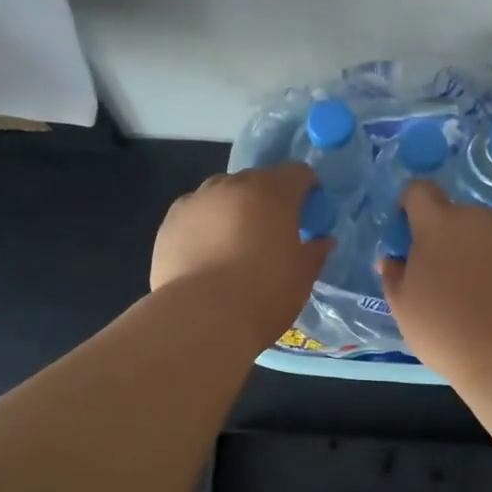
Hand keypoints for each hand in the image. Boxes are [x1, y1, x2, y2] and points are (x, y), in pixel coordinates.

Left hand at [151, 164, 332, 344]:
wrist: (201, 318)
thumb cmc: (263, 295)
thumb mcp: (301, 277)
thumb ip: (314, 252)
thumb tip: (322, 241)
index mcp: (272, 192)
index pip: (298, 174)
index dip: (307, 191)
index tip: (309, 216)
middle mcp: (233, 185)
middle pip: (257, 182)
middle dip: (267, 202)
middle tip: (271, 235)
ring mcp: (196, 200)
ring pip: (222, 196)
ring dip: (233, 211)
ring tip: (234, 247)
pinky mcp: (169, 221)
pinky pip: (196, 215)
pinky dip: (205, 227)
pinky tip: (206, 257)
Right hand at [377, 180, 491, 372]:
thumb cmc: (445, 325)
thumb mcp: (403, 306)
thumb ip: (394, 276)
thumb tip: (392, 261)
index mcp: (438, 223)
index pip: (419, 191)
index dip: (410, 206)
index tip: (407, 235)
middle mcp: (476, 218)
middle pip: (453, 215)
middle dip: (443, 237)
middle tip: (437, 276)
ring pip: (481, 235)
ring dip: (471, 253)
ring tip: (469, 293)